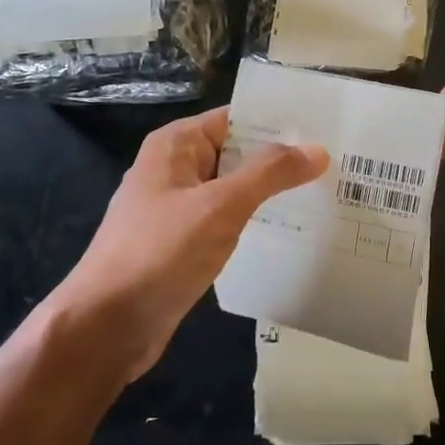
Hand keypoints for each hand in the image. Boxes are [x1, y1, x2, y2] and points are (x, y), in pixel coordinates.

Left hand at [52, 107, 327, 380]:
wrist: (107, 326)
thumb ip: (269, 174)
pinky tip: (290, 233)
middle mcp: (175, 169)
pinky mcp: (182, 245)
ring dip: (270, 194)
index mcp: (176, 145)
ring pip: (234, 190)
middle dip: (282, 160)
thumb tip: (317, 149)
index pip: (236, 118)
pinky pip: (225, 222)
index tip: (327, 129)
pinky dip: (253, 223)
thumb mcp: (220, 206)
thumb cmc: (159, 252)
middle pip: (237, 153)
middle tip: (338, 165)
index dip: (279, 122)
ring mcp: (177, 209)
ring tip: (325, 195)